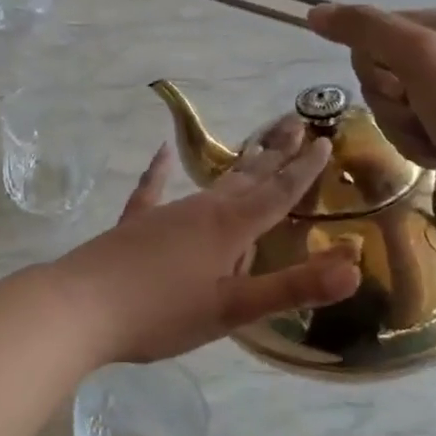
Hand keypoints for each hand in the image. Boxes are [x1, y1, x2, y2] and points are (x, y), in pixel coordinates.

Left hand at [54, 117, 361, 363]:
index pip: (277, 193)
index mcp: (228, 228)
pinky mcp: (135, 223)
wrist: (81, 307)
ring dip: (238, 164)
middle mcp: (200, 210)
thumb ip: (292, 288)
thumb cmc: (162, 313)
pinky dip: (160, 171)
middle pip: (247, 177)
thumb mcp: (233, 310)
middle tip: (298, 123)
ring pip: (212, 183)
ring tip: (255, 146)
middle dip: (276, 154)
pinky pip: (153, 189)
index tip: (325, 141)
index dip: (304, 170)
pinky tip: (162, 152)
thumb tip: (355, 268)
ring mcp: (165, 212)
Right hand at [307, 4, 435, 235]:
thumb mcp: (416, 55)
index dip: (373, 63)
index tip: (397, 84)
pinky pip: (409, 128)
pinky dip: (414, 143)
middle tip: (416, 111)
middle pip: (380, 70)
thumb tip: (313, 11)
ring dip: (400, 126)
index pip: (376, 31)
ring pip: (390, 103)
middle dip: (389, 100)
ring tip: (431, 138)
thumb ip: (364, 28)